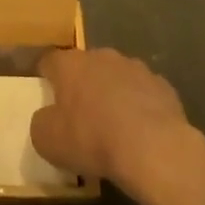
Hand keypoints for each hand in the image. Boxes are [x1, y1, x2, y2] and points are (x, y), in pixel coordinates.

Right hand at [31, 48, 196, 194]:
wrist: (153, 148)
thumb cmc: (92, 139)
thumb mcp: (48, 141)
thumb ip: (41, 123)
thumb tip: (46, 118)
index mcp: (70, 64)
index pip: (49, 61)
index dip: (46, 77)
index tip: (46, 95)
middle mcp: (101, 56)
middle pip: (85, 66)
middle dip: (82, 85)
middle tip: (80, 115)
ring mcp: (135, 68)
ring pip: (116, 77)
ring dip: (112, 94)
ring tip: (114, 126)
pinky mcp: (163, 86)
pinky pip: (144, 94)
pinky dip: (139, 107)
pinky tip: (141, 132)